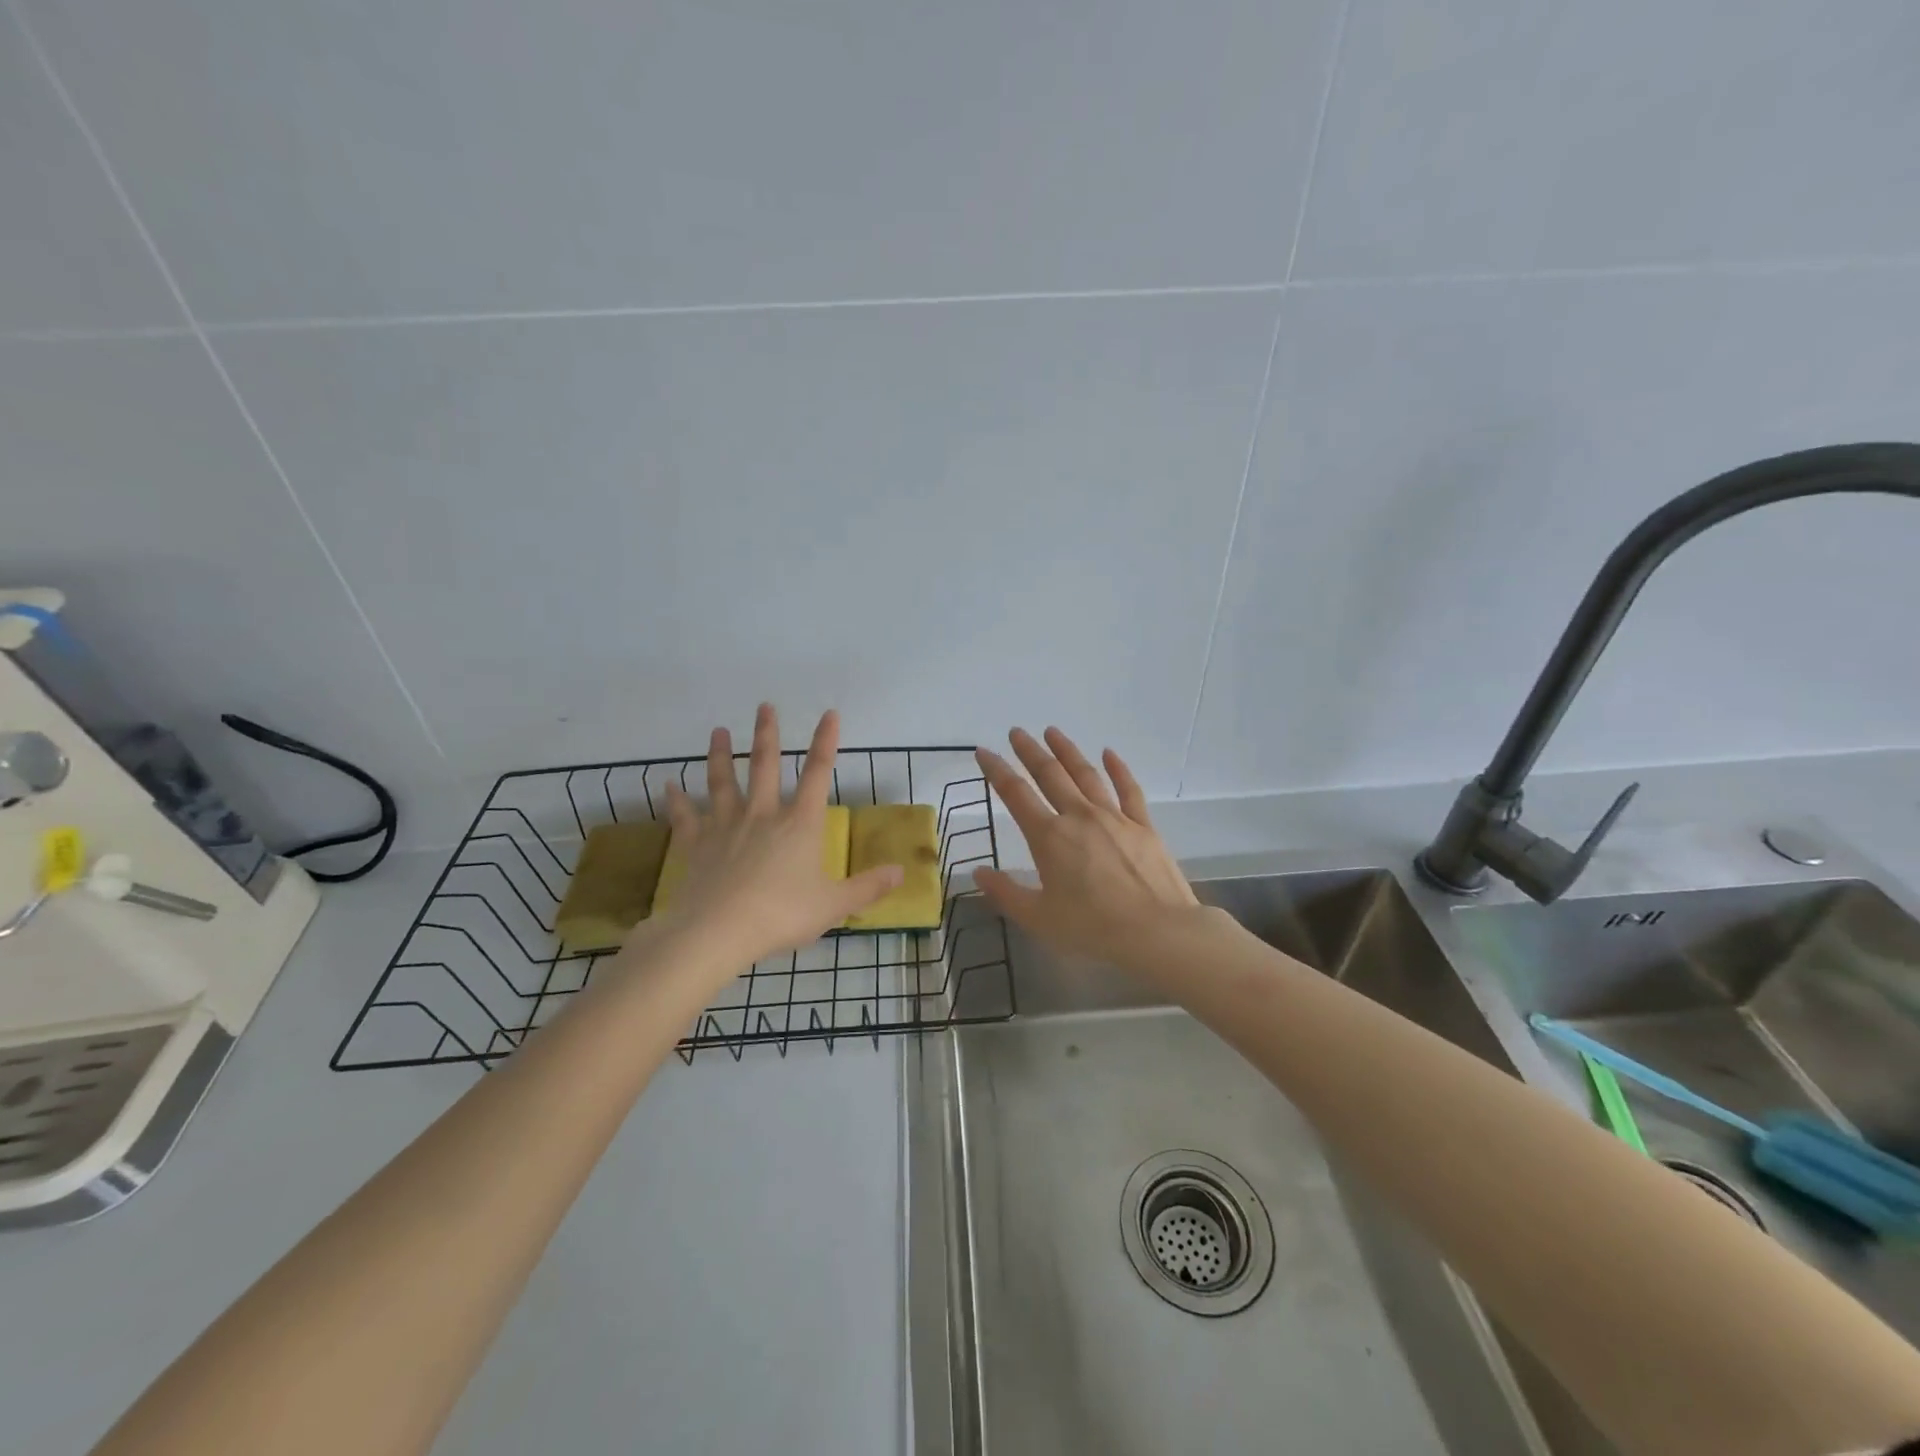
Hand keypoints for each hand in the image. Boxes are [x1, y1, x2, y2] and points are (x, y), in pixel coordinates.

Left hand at [653, 705, 902, 970]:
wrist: (720, 930)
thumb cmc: (783, 914)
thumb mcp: (834, 905)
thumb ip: (868, 887)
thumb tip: (902, 872)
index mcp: (800, 823)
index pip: (818, 774)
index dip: (826, 742)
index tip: (829, 714)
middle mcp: (763, 814)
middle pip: (765, 766)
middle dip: (767, 735)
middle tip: (764, 706)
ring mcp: (725, 826)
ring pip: (723, 781)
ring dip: (720, 755)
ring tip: (718, 731)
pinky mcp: (696, 844)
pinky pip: (685, 817)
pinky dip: (676, 800)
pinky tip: (667, 785)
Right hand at [972, 727, 1199, 968]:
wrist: (1157, 931)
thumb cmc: (1093, 928)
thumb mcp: (1039, 918)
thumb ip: (1006, 893)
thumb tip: (978, 872)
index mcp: (1049, 837)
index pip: (1015, 794)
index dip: (997, 770)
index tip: (984, 751)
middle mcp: (1078, 816)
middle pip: (1050, 774)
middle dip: (1030, 751)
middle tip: (1017, 732)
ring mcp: (1114, 817)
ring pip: (1086, 774)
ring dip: (1067, 751)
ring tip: (1053, 732)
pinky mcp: (1143, 825)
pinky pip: (1128, 789)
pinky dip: (1118, 768)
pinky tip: (1109, 753)